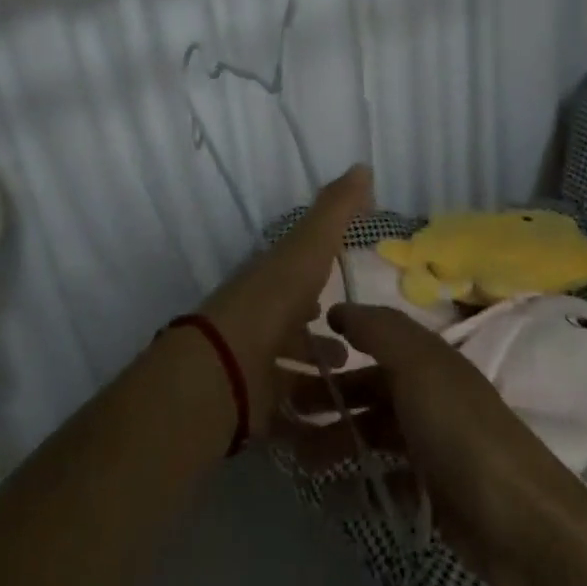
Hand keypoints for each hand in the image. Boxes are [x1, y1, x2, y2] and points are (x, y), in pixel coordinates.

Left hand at [197, 165, 369, 434]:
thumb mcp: (307, 248)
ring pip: (289, 362)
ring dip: (316, 365)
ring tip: (349, 374)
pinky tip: (336, 418)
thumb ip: (334, 211)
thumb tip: (362, 167)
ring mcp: (254, 362)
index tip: (344, 277)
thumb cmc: (272, 303)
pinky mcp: (254, 404)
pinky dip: (310, 412)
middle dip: (319, 325)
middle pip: (291, 318)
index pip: (296, 270)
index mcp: (269, 279)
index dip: (317, 270)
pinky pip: (287, 406)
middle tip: (353, 338)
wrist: (225, 370)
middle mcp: (259, 317)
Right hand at [281, 302, 586, 585]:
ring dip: (336, 442)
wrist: (523, 525)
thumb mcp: (418, 367)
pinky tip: (331, 496)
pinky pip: (387, 481)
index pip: (375, 341)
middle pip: (369, 390)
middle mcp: (429, 397)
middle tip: (282, 414)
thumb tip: (339, 307)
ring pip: (373, 435)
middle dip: (327, 398)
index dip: (338, 342)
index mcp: (428, 361)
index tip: (294, 352)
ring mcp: (433, 447)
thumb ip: (379, 331)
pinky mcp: (435, 494)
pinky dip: (359, 484)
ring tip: (297, 458)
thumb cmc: (461, 433)